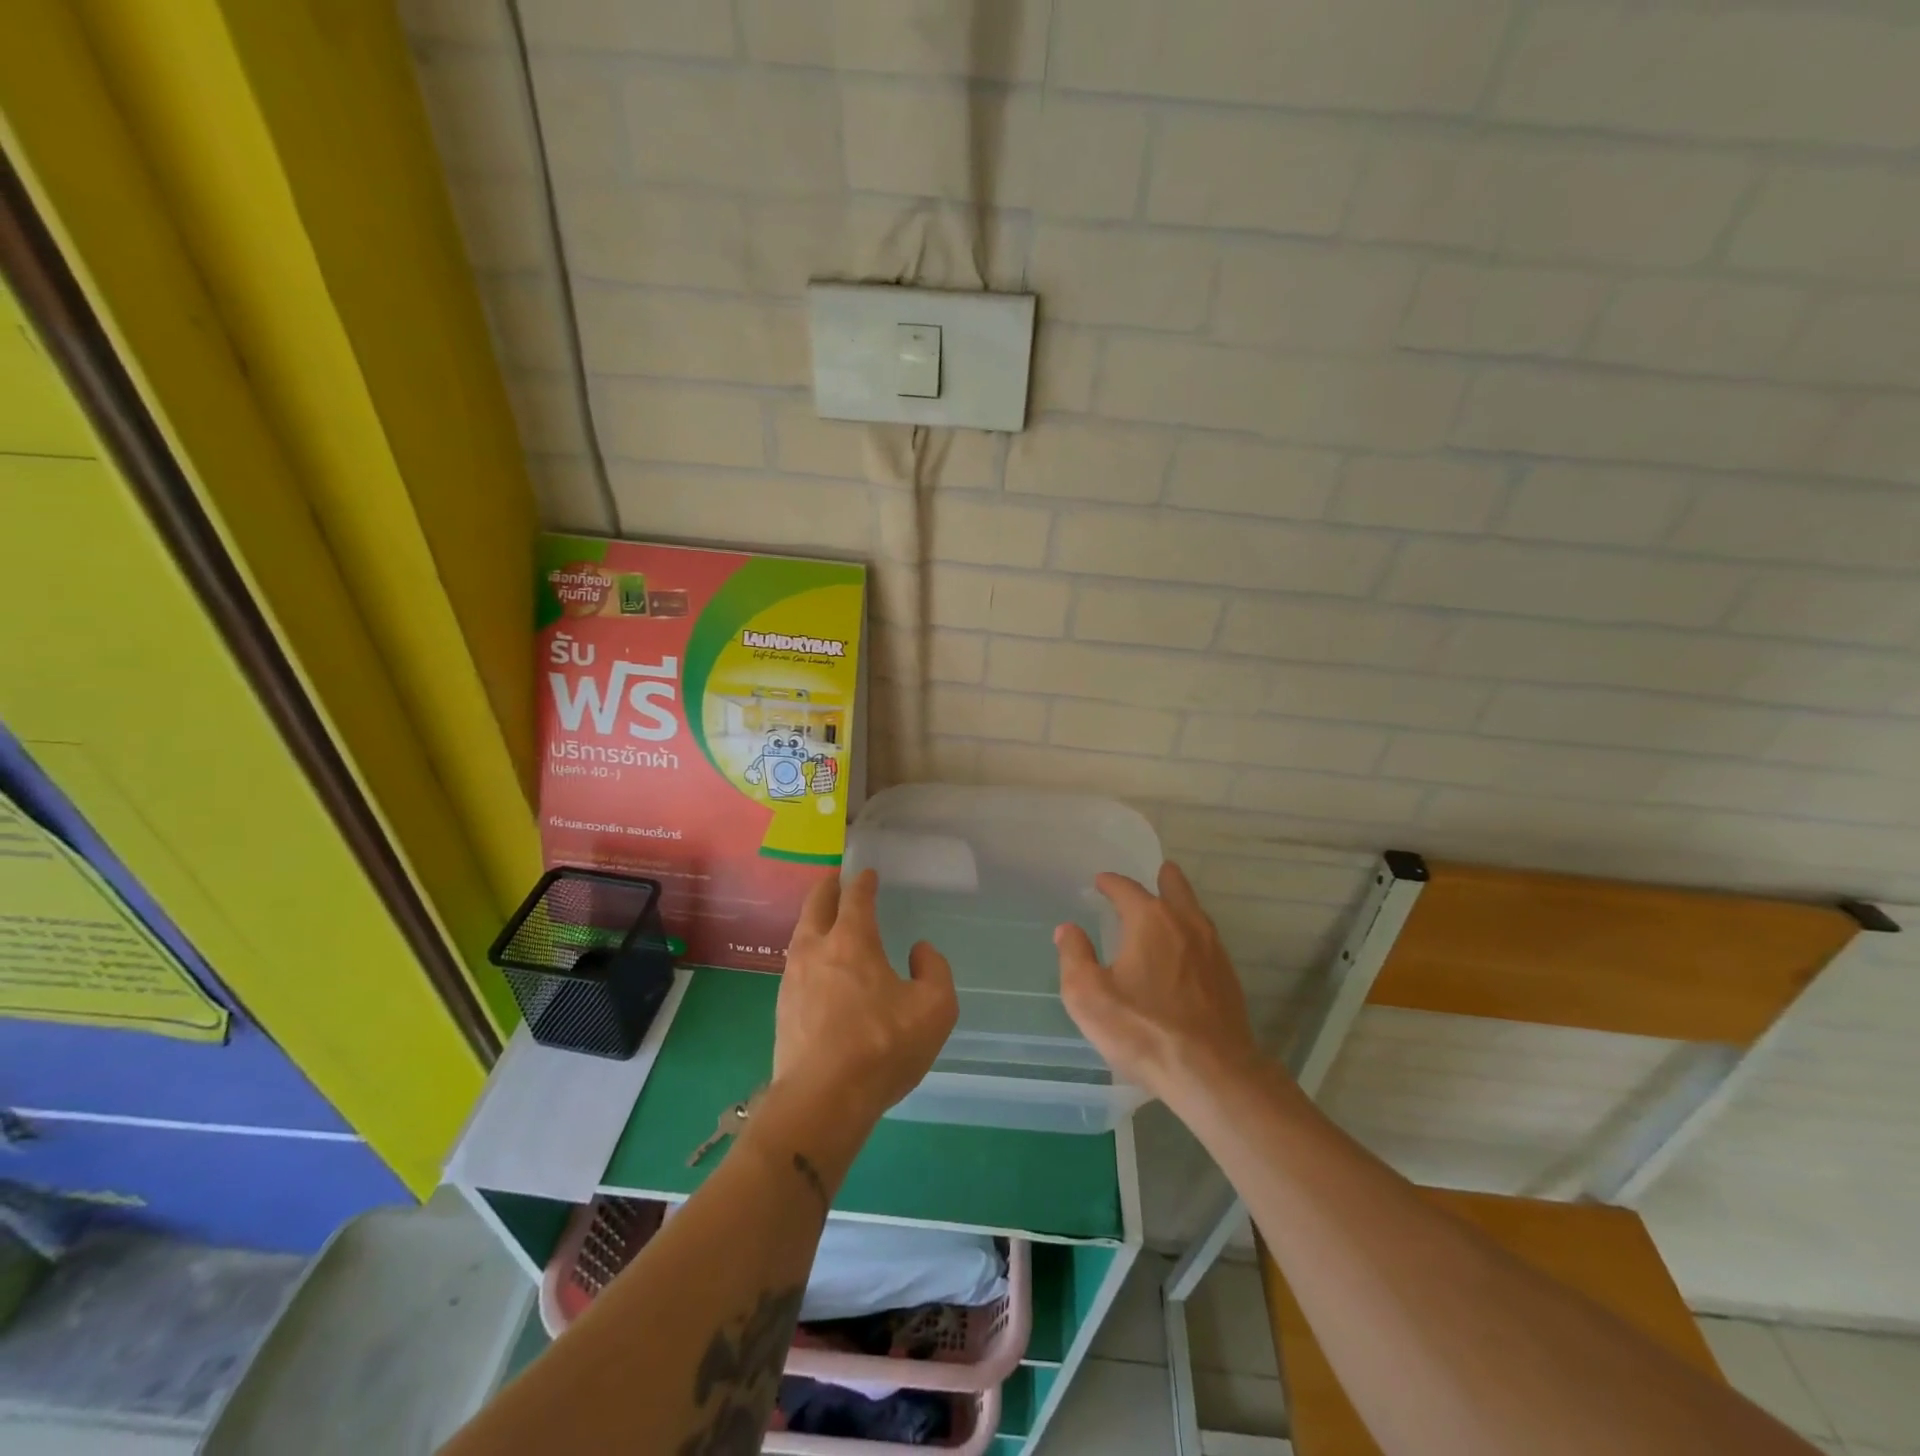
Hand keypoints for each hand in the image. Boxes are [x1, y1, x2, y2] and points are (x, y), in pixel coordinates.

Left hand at [774, 870, 957, 1126]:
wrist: (822, 1100)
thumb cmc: (882, 1047)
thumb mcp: (934, 1008)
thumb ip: (934, 970)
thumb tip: (919, 950)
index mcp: (852, 940)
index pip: (855, 897)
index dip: (862, 881)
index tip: (867, 873)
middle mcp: (816, 949)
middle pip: (816, 904)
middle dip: (828, 887)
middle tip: (836, 879)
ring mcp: (793, 978)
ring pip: (801, 933)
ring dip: (814, 918)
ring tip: (825, 919)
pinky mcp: (782, 1007)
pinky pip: (796, 963)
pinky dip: (808, 950)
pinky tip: (817, 966)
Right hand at [1055, 862, 1264, 1104]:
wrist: (1211, 1072)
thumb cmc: (1142, 1028)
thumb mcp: (1088, 995)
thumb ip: (1074, 956)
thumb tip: (1068, 929)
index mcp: (1150, 920)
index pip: (1127, 889)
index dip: (1110, 883)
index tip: (1100, 883)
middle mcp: (1185, 924)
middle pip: (1175, 888)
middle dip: (1163, 879)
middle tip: (1156, 873)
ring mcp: (1213, 950)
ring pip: (1196, 913)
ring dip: (1181, 904)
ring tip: (1170, 907)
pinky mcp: (1228, 978)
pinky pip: (1207, 941)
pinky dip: (1194, 934)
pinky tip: (1187, 951)